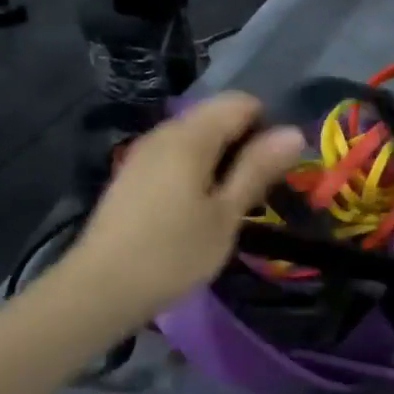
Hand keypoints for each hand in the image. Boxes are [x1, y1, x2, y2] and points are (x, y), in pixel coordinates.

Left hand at [56, 93, 304, 324]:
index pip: (240, 103)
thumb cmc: (172, 254)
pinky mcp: (133, 175)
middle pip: (217, 116)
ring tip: (232, 203)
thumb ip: (257, 169)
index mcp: (190, 136)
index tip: (276, 167)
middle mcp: (165, 133)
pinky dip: (198, 170)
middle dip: (245, 143)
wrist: (99, 291)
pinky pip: (177, 156)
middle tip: (258, 190)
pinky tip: (199, 209)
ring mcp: (144, 153)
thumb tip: (294, 132)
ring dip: (223, 159)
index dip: (267, 126)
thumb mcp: (225, 215)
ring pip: (197, 137)